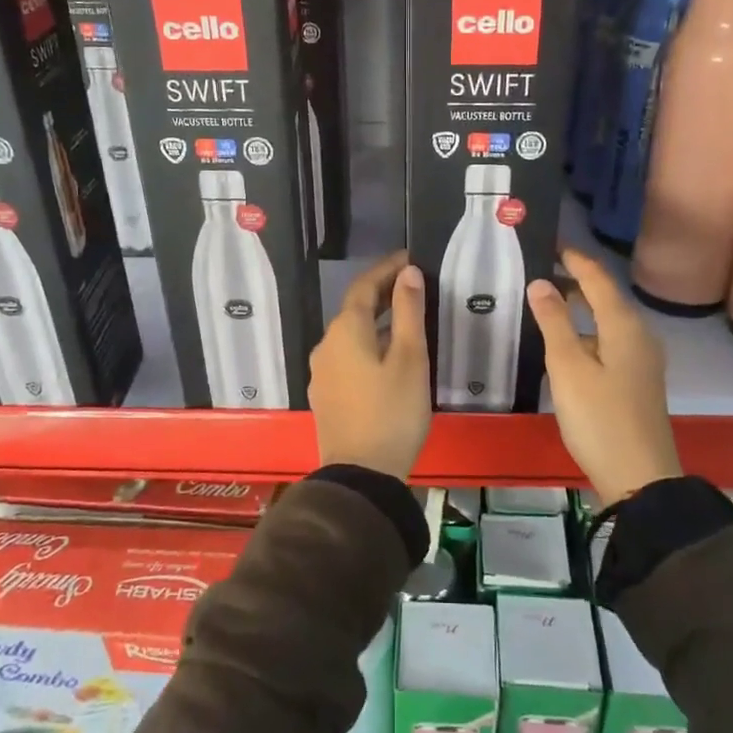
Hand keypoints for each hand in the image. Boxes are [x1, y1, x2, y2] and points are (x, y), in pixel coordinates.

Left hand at [309, 252, 431, 480]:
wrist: (361, 474)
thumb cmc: (392, 412)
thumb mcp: (409, 359)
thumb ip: (408, 312)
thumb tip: (408, 272)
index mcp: (346, 331)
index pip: (363, 286)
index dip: (386, 269)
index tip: (409, 258)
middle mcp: (326, 345)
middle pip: (353, 309)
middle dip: (380, 293)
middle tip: (411, 285)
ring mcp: (322, 372)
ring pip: (349, 334)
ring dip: (373, 320)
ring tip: (403, 319)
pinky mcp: (326, 395)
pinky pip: (346, 356)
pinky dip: (366, 344)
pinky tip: (385, 356)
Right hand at [528, 248, 681, 505]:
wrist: (639, 477)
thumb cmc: (599, 418)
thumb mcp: (568, 367)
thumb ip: (554, 322)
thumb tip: (541, 283)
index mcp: (624, 326)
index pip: (598, 278)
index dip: (574, 259)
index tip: (550, 243)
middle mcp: (638, 336)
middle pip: (605, 297)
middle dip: (575, 282)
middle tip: (539, 270)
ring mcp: (641, 361)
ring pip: (607, 321)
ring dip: (580, 308)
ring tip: (546, 303)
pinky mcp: (637, 381)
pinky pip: (609, 341)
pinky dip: (586, 332)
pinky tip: (565, 345)